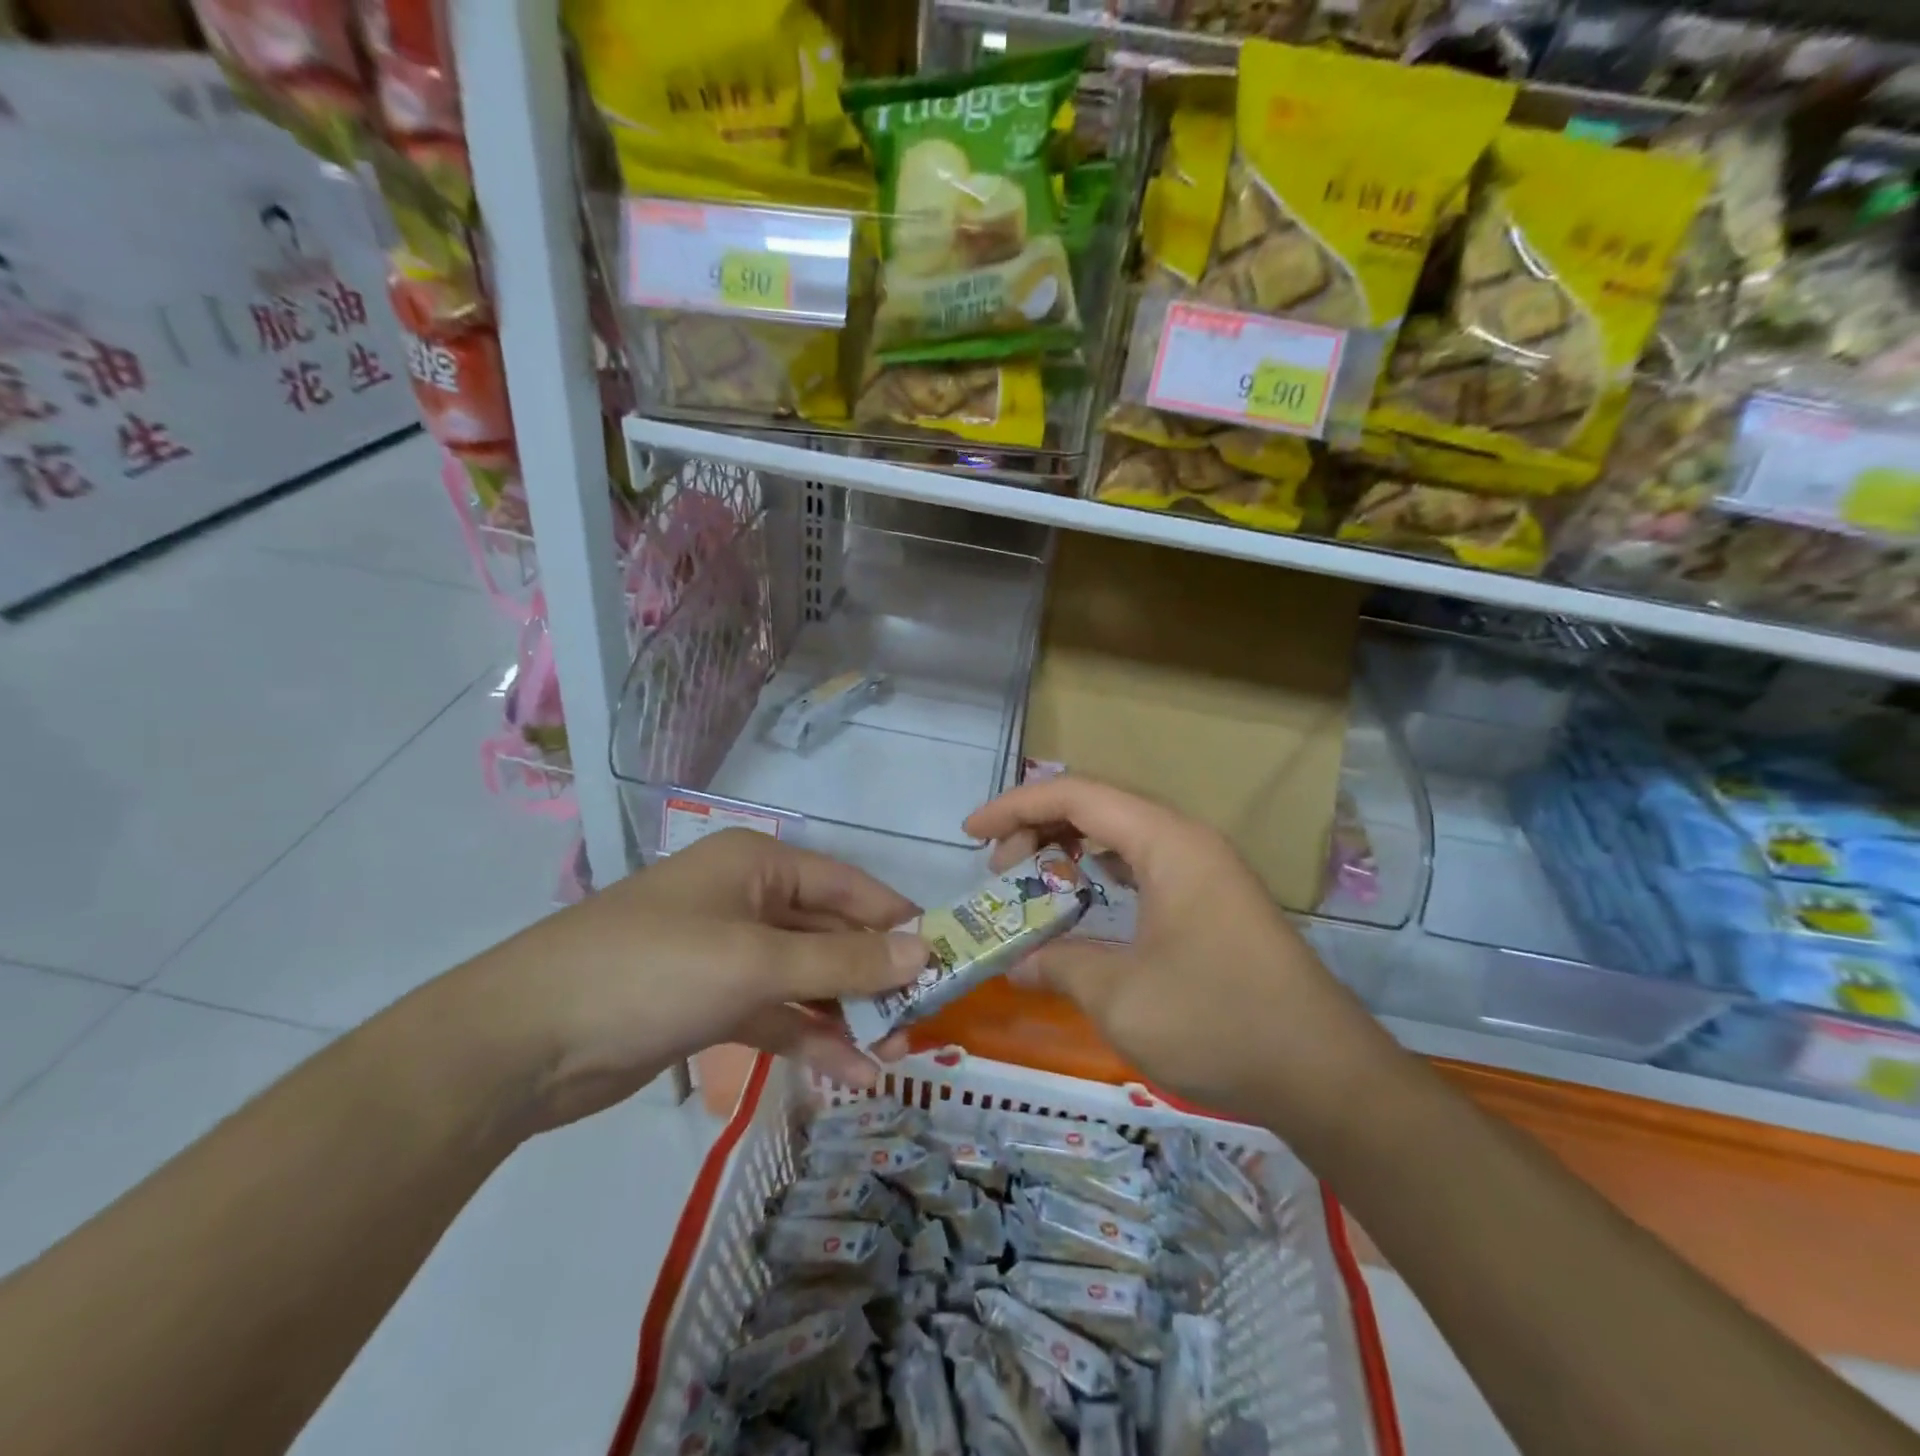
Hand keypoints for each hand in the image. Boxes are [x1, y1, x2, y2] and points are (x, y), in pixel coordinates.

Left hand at [458, 830, 926, 1130]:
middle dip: (875, 976)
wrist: (524, 1043)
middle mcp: (746, 899)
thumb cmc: (654, 971)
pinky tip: (851, 1074)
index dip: (897, 921)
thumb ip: (844, 960)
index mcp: (758, 864)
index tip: (947, 957)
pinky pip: (776, 1014)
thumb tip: (924, 950)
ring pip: (806, 979)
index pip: (848, 887)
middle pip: (830, 934)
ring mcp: (726, 953)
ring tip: (896, 1054)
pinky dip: (810, 1039)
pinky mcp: (709, 1002)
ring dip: (848, 1014)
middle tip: (923, 1018)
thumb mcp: (757, 962)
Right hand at [964, 777, 1393, 1133]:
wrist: (1325, 1075)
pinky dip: (1104, 872)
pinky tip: (1086, 900)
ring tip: (1035, 881)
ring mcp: (1206, 870)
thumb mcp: (1120, 995)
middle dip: (1039, 828)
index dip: (1015, 806)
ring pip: (1123, 835)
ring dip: (1072, 848)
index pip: (1076, 796)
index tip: (970, 833)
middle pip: (1099, 807)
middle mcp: (1187, 840)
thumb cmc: (1218, 1021)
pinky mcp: (1215, 901)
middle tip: (1000, 871)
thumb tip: (1017, 964)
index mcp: (1167, 841)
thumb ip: (1059, 966)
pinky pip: (1145, 864)